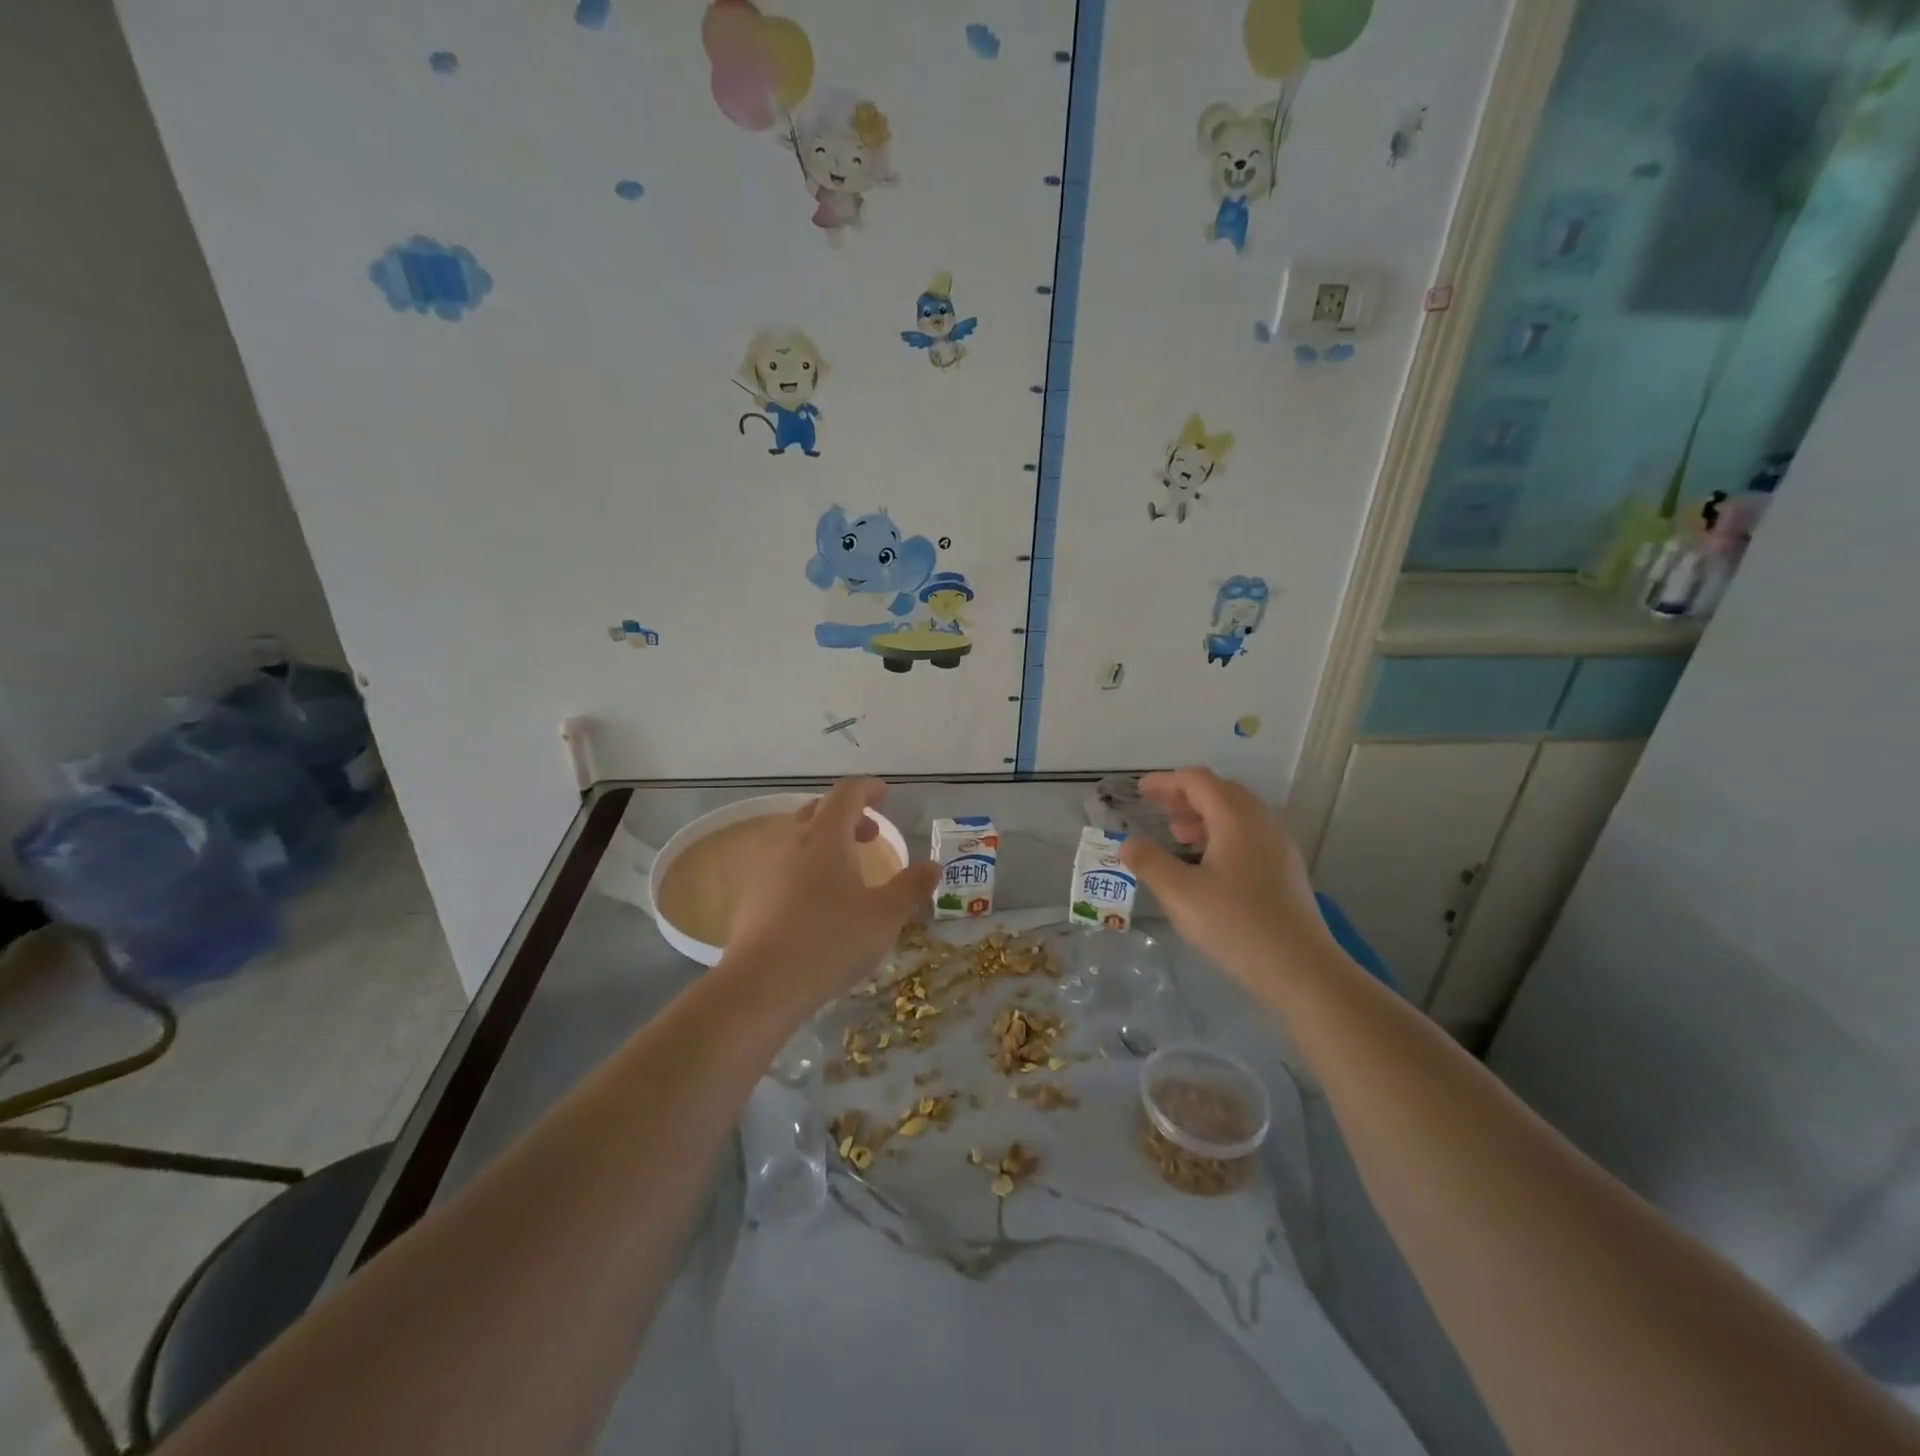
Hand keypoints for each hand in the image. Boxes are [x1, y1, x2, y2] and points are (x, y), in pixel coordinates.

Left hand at [723, 778, 939, 1013]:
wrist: (761, 985)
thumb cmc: (830, 941)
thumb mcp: (884, 917)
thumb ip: (911, 888)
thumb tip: (932, 866)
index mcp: (826, 836)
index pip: (847, 793)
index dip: (868, 788)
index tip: (885, 795)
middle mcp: (792, 841)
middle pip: (819, 810)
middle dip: (848, 815)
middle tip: (872, 835)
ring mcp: (766, 867)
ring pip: (799, 838)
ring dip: (827, 842)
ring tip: (848, 871)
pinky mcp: (752, 896)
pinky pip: (784, 866)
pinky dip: (807, 868)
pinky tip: (818, 902)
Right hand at [1119, 768, 1336, 994]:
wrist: (1302, 970)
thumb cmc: (1236, 924)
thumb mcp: (1179, 893)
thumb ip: (1149, 862)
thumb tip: (1128, 843)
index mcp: (1236, 819)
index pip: (1198, 781)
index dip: (1166, 782)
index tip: (1140, 791)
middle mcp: (1262, 823)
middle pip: (1222, 791)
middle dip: (1186, 796)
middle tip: (1159, 811)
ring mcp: (1280, 847)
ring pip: (1239, 814)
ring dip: (1206, 816)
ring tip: (1179, 836)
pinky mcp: (1287, 871)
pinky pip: (1250, 835)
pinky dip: (1223, 834)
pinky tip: (1209, 864)